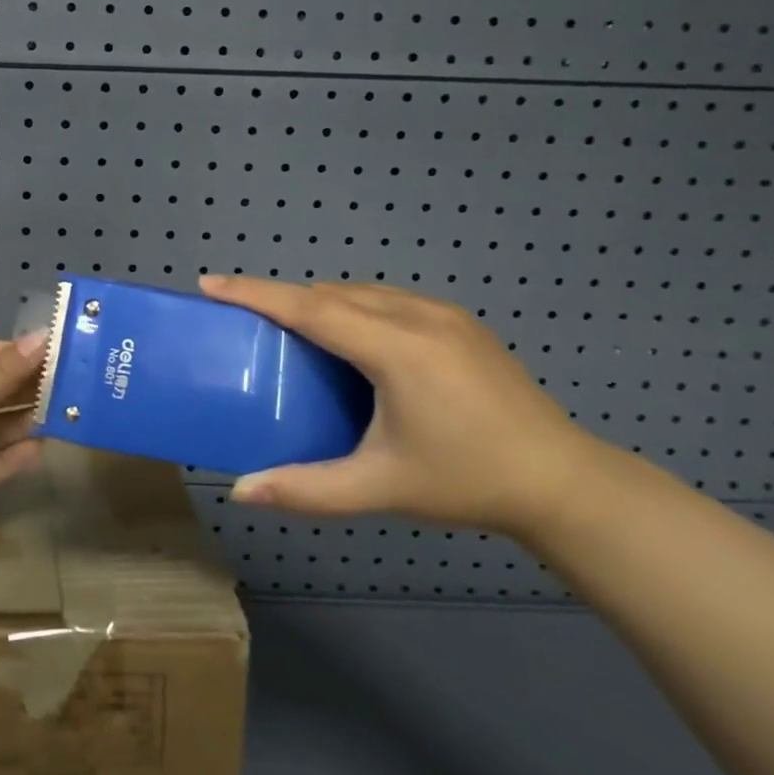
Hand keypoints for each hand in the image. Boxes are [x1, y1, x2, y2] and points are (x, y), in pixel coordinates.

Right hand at [199, 275, 611, 535]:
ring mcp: (444, 315)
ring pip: (361, 293)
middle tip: (245, 321)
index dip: (256, 294)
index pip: (312, 308)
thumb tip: (241, 491)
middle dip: (283, 300)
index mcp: (398, 349)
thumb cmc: (466, 482)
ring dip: (320, 304)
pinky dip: (352, 309)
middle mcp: (418, 317)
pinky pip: (387, 301)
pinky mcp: (460, 323)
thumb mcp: (381, 487)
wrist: (563, 482)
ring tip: (292, 334)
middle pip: (332, 294)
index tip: (210, 283)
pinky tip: (351, 344)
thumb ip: (307, 488)